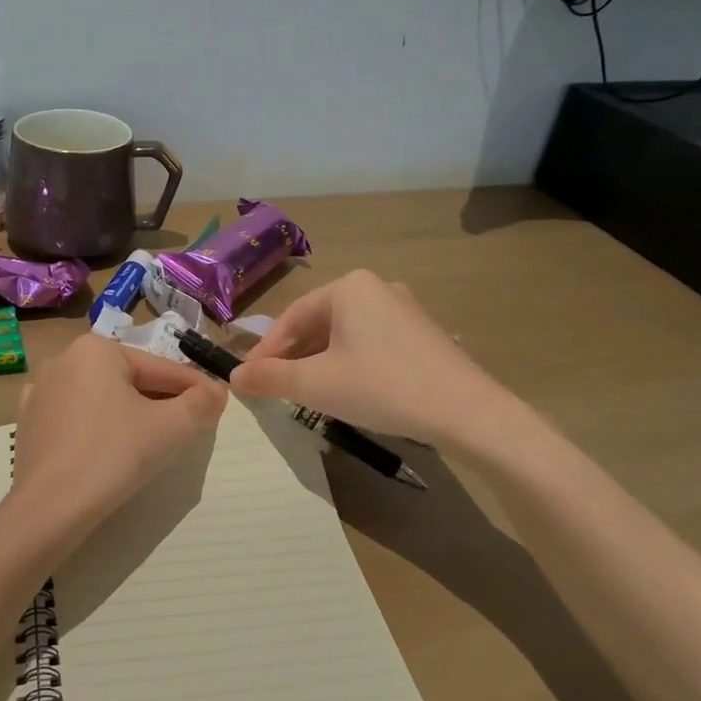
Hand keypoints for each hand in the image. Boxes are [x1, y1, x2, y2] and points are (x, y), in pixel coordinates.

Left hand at [9, 335, 226, 537]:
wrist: (50, 508)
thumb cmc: (115, 456)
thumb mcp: (172, 427)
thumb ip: (201, 403)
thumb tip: (215, 393)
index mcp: (96, 349)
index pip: (160, 368)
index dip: (194, 387)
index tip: (217, 403)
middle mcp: (63, 360)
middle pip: (129, 380)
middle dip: (162, 401)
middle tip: (190, 425)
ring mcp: (40, 392)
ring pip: (102, 399)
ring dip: (131, 414)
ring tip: (154, 441)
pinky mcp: (29, 424)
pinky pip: (77, 419)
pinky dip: (100, 429)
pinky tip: (112, 451)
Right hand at [230, 270, 525, 450]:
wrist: (467, 412)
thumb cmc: (383, 388)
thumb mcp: (317, 385)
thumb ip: (271, 378)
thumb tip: (234, 377)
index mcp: (348, 287)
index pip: (291, 318)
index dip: (265, 352)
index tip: (249, 380)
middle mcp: (376, 287)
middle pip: (317, 323)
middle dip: (293, 357)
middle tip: (275, 389)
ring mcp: (403, 309)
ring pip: (344, 335)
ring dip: (319, 362)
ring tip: (306, 393)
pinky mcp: (421, 333)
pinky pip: (370, 342)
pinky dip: (348, 363)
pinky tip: (347, 390)